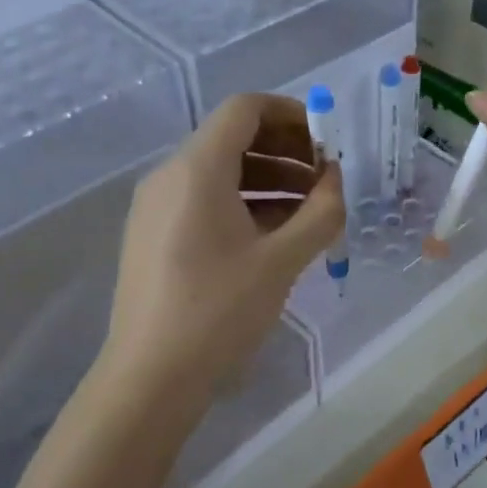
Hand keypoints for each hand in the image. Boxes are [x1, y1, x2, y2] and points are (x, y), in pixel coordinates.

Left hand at [98, 93, 343, 417]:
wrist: (150, 378)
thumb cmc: (219, 311)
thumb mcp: (282, 260)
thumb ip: (320, 212)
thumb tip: (336, 180)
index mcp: (197, 168)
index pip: (245, 109)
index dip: (292, 115)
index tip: (327, 143)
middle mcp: (170, 175)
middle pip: (233, 137)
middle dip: (286, 151)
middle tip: (326, 179)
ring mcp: (156, 206)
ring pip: (220, 171)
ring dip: (269, 179)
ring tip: (310, 210)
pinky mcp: (154, 234)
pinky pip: (204, 199)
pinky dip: (244, 202)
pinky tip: (276, 235)